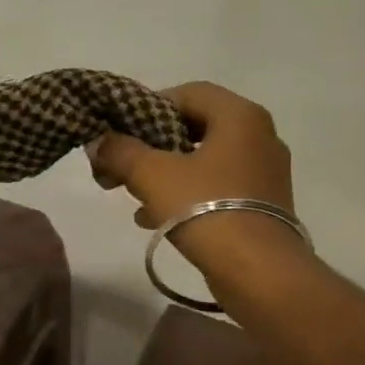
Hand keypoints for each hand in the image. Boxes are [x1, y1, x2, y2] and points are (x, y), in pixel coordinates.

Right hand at [87, 81, 303, 269]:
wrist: (258, 271)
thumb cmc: (205, 209)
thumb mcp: (151, 175)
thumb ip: (121, 151)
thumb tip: (99, 141)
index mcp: (239, 117)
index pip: (188, 92)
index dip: (148, 106)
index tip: (120, 130)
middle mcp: (259, 137)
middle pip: (194, 127)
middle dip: (152, 145)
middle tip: (121, 164)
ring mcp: (264, 173)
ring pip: (203, 160)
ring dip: (165, 173)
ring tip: (132, 196)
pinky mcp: (263, 205)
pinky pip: (216, 187)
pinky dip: (186, 195)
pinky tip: (155, 218)